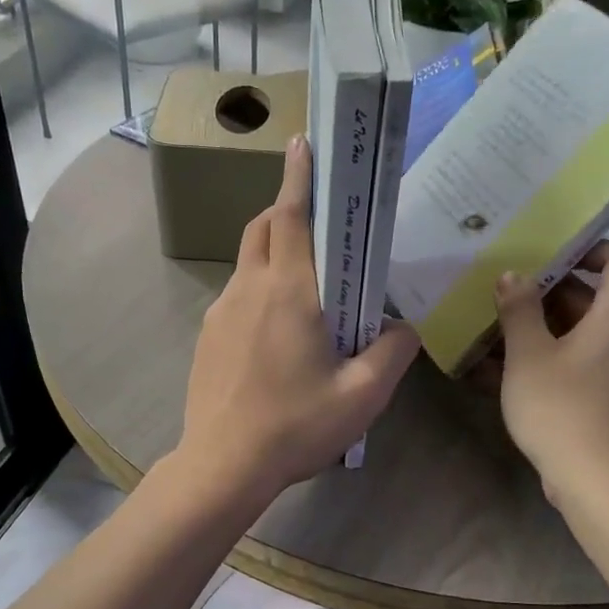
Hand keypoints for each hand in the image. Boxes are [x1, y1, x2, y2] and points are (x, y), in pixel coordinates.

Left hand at [174, 136, 419, 503]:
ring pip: (248, 263)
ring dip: (274, 255)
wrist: (223, 465)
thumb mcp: (363, 396)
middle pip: (263, 228)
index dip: (299, 176)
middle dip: (288, 210)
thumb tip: (402, 328)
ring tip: (307, 290)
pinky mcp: (207, 338)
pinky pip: (237, 297)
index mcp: (289, 291)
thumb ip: (392, 352)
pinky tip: (278, 337)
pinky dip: (260, 292)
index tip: (303, 143)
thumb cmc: (295, 427)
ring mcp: (220, 312)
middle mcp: (249, 289)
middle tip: (321, 224)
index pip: (291, 216)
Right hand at [493, 241, 608, 498]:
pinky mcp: (600, 396)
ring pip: (574, 332)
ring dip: (534, 328)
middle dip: (544, 291)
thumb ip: (519, 310)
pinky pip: (570, 363)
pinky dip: (539, 359)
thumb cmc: (563, 408)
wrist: (596, 482)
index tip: (546, 254)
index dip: (589, 247)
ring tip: (487, 328)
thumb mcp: (529, 355)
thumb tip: (513, 276)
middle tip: (500, 291)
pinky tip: (491, 370)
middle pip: (590, 296)